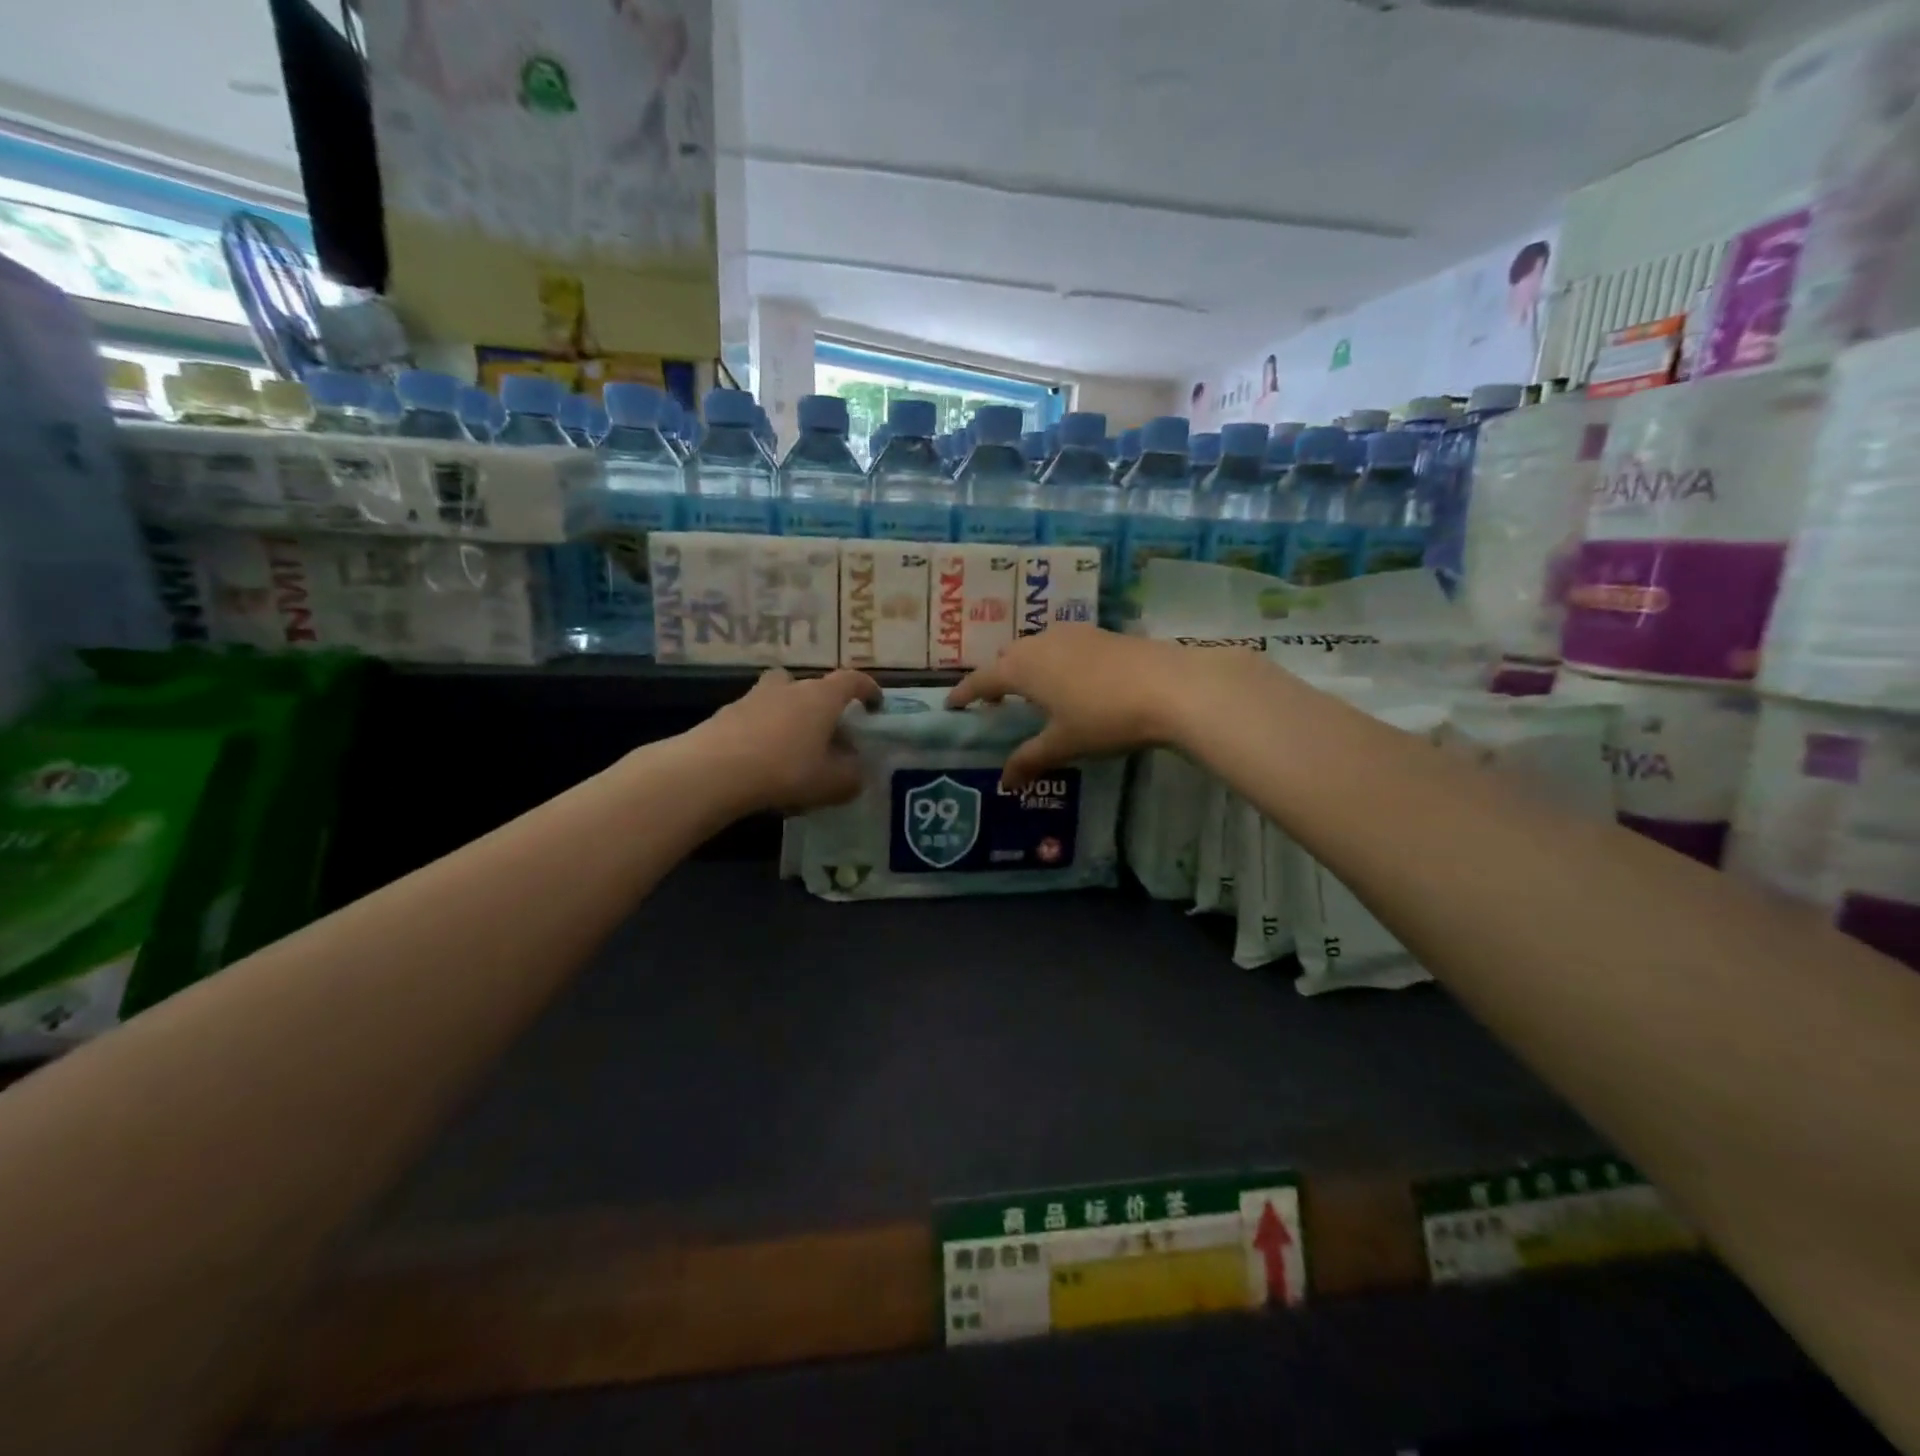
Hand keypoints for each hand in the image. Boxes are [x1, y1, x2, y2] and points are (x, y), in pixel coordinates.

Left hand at [692, 668, 882, 813]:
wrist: (712, 770)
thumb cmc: (785, 770)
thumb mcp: (831, 783)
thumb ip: (851, 777)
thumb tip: (857, 773)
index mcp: (821, 697)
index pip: (852, 681)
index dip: (867, 690)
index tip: (875, 704)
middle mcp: (789, 688)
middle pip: (810, 686)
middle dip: (821, 705)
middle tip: (827, 732)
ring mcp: (752, 698)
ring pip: (778, 699)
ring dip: (788, 716)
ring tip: (791, 748)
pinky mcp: (724, 715)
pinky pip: (753, 719)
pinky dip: (762, 733)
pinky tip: (761, 762)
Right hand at [946, 627, 1215, 788]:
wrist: (1170, 686)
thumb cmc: (1104, 717)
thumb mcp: (1063, 744)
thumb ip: (1029, 760)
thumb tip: (1004, 782)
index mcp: (1023, 668)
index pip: (982, 679)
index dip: (965, 694)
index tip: (951, 705)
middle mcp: (1041, 642)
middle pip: (1008, 658)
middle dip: (997, 678)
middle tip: (995, 702)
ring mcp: (1073, 634)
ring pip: (1037, 648)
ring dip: (1028, 668)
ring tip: (1034, 693)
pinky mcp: (1102, 634)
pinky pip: (1063, 646)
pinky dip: (1055, 663)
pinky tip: (1073, 682)